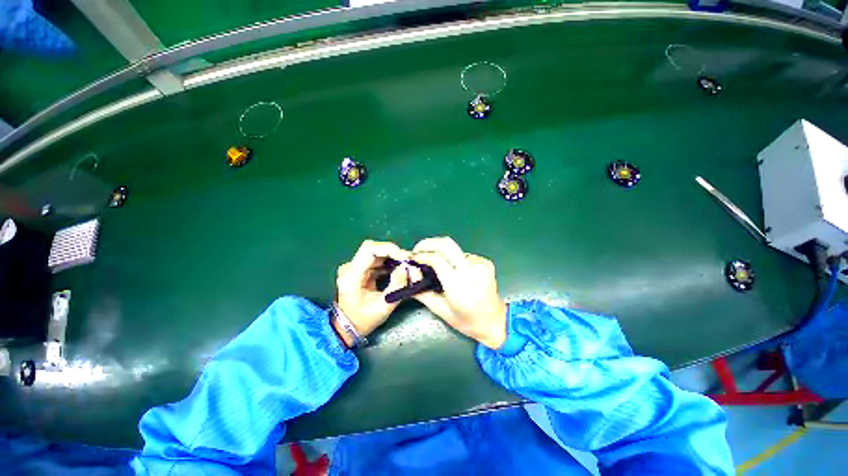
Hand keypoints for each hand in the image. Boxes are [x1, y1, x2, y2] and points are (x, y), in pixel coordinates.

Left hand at [334, 240, 410, 346]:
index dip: (389, 249)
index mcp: (352, 275)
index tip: (404, 257)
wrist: (348, 328)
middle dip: (393, 253)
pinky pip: (377, 260)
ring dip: (393, 257)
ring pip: (377, 253)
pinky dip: (390, 263)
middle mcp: (351, 267)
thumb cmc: (364, 320)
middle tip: (408, 262)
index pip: (369, 249)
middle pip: (374, 248)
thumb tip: (407, 267)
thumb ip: (397, 286)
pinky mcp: (361, 269)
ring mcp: (355, 267)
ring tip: (407, 266)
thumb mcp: (384, 306)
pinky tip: (399, 270)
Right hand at [410, 237, 507, 348]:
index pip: (437, 259)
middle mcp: (471, 270)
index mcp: (458, 285)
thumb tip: (410, 271)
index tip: (413, 258)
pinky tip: (453, 269)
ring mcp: (480, 264)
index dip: (422, 255)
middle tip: (418, 250)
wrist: (495, 321)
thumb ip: (422, 290)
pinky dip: (454, 259)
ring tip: (435, 264)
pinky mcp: (486, 263)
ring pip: (454, 249)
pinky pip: (464, 255)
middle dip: (428, 243)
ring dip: (441, 253)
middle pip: (446, 244)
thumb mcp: (440, 310)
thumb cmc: (466, 321)